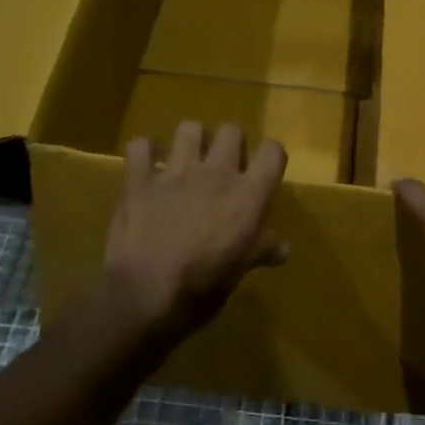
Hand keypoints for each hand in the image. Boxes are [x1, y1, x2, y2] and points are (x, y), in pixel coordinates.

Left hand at [103, 121, 288, 343]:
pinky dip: (143, 153)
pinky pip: (140, 146)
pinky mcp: (140, 180)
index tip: (263, 170)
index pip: (273, 152)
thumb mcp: (241, 271)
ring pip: (189, 129)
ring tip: (187, 160)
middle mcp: (216, 173)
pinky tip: (147, 168)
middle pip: (232, 131)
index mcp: (248, 195)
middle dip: (229, 144)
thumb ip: (262, 250)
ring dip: (190, 141)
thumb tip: (284, 248)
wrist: (146, 295)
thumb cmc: (203, 287)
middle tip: (224, 167)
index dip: (270, 156)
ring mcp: (176, 172)